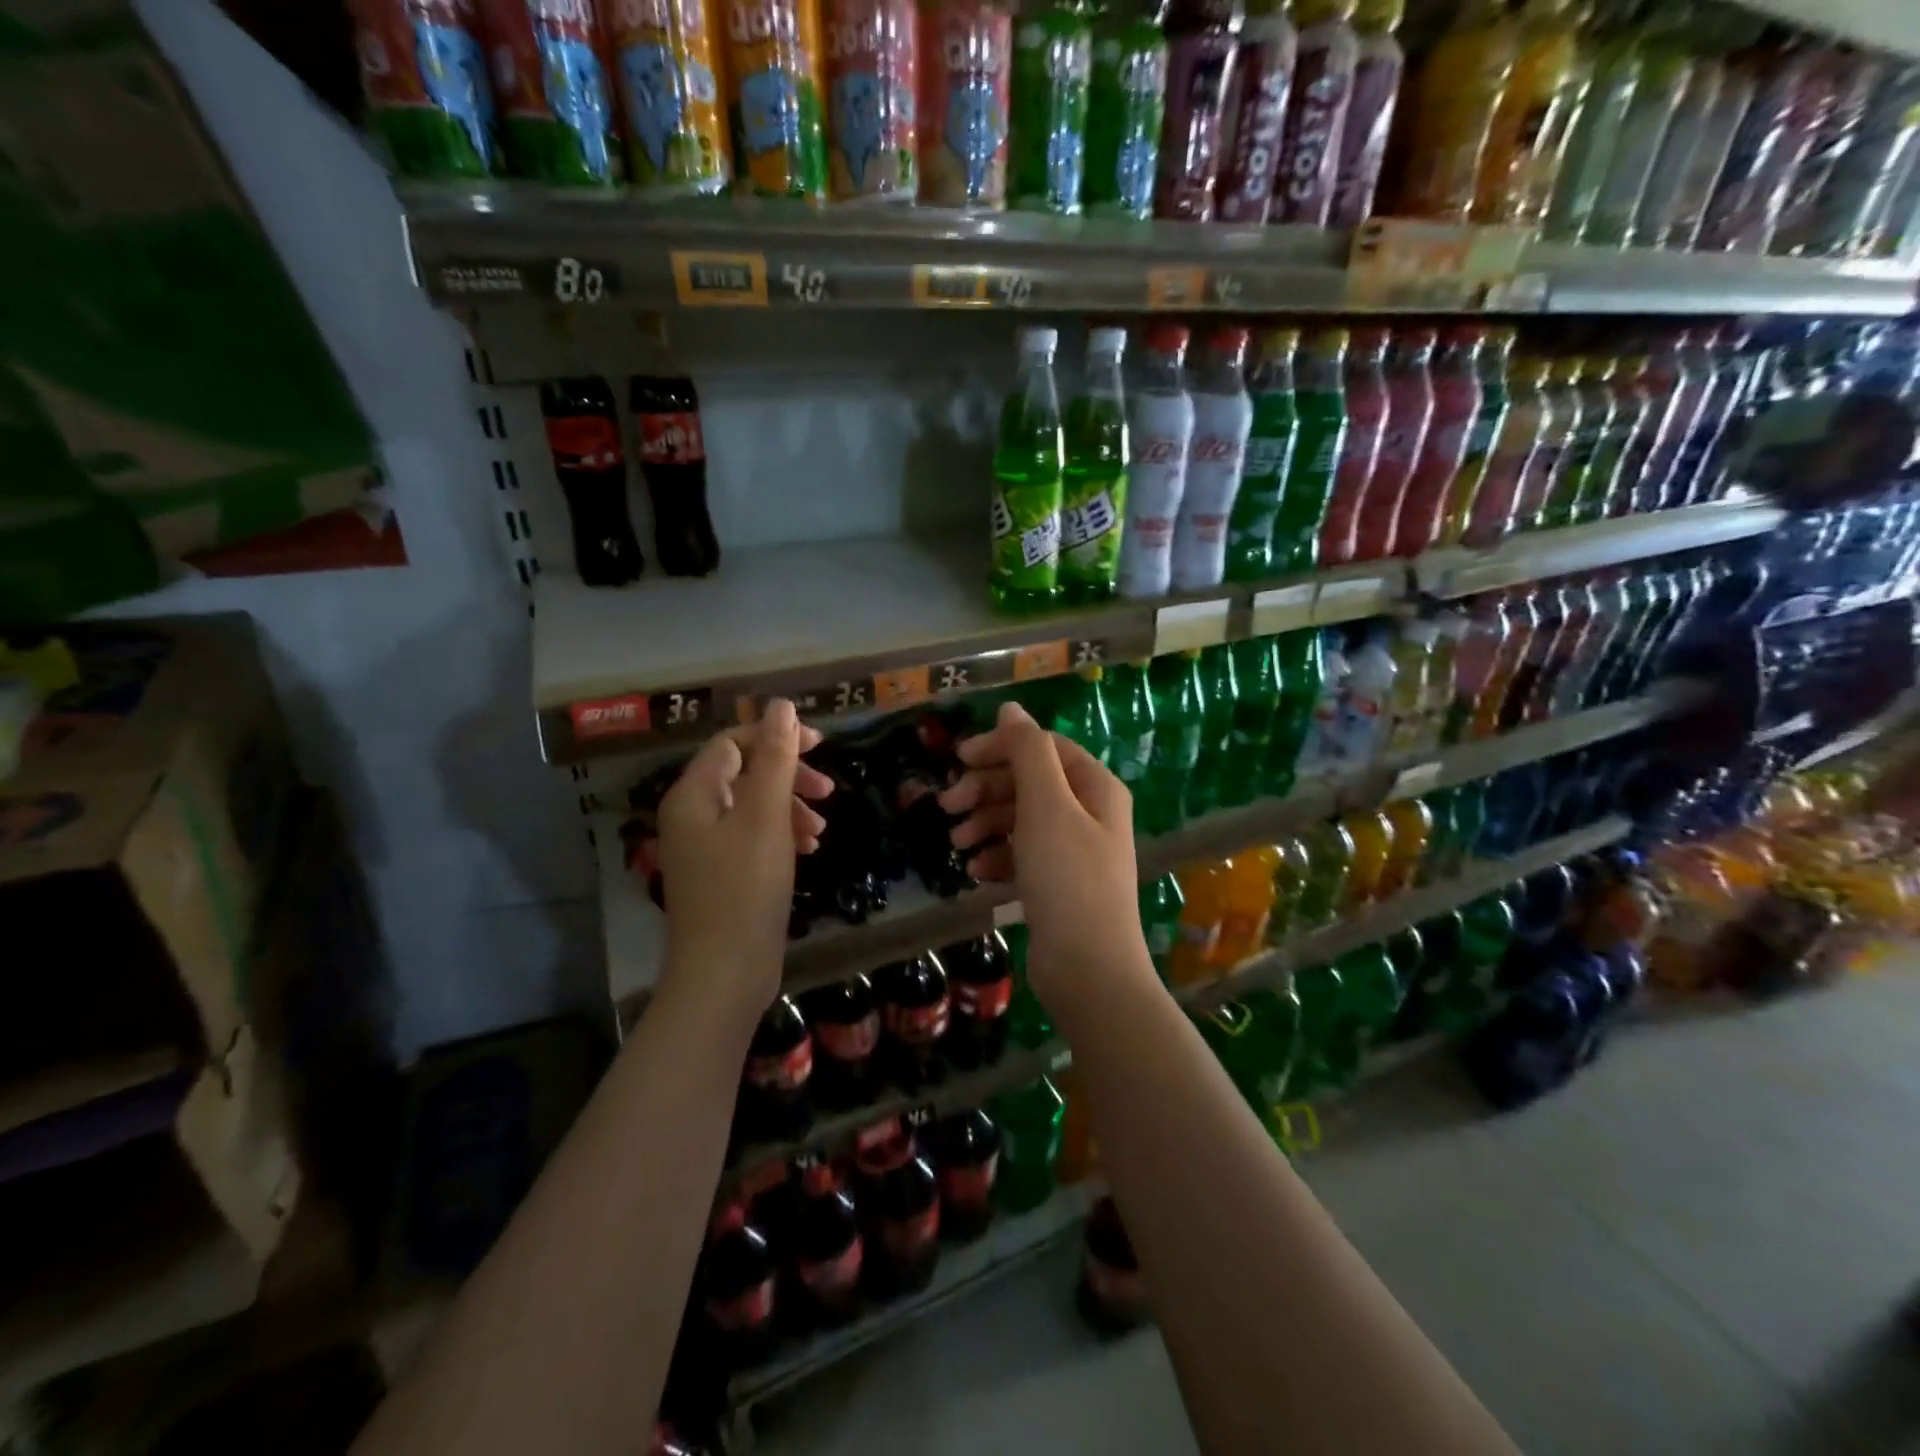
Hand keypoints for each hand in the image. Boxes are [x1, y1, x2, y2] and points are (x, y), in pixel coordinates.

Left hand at [656, 700, 831, 1020]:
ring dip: (790, 808)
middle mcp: (692, 815)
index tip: (821, 746)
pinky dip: (782, 835)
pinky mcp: (721, 874)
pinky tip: (809, 851)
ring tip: (821, 830)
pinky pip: (753, 837)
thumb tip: (781, 706)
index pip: (733, 742)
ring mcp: (705, 847)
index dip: (776, 736)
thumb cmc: (745, 887)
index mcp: (694, 794)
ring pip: (753, 807)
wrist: (724, 973)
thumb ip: (774, 757)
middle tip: (827, 790)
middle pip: (744, 773)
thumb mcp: (766, 816)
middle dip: (788, 775)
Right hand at [938, 702, 1154, 1015]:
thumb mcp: (1046, 805)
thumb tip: (1011, 709)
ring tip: (957, 844)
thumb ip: (1027, 751)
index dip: (1000, 747)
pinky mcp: (1058, 885)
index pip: (1043, 748)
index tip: (958, 759)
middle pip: (1029, 783)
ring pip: (1022, 820)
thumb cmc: (1067, 878)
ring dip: (986, 825)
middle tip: (947, 807)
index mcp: (1095, 787)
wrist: (1088, 969)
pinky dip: (998, 858)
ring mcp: (1074, 852)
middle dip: (986, 790)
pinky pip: (1022, 856)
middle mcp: (1089, 814)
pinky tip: (978, 873)